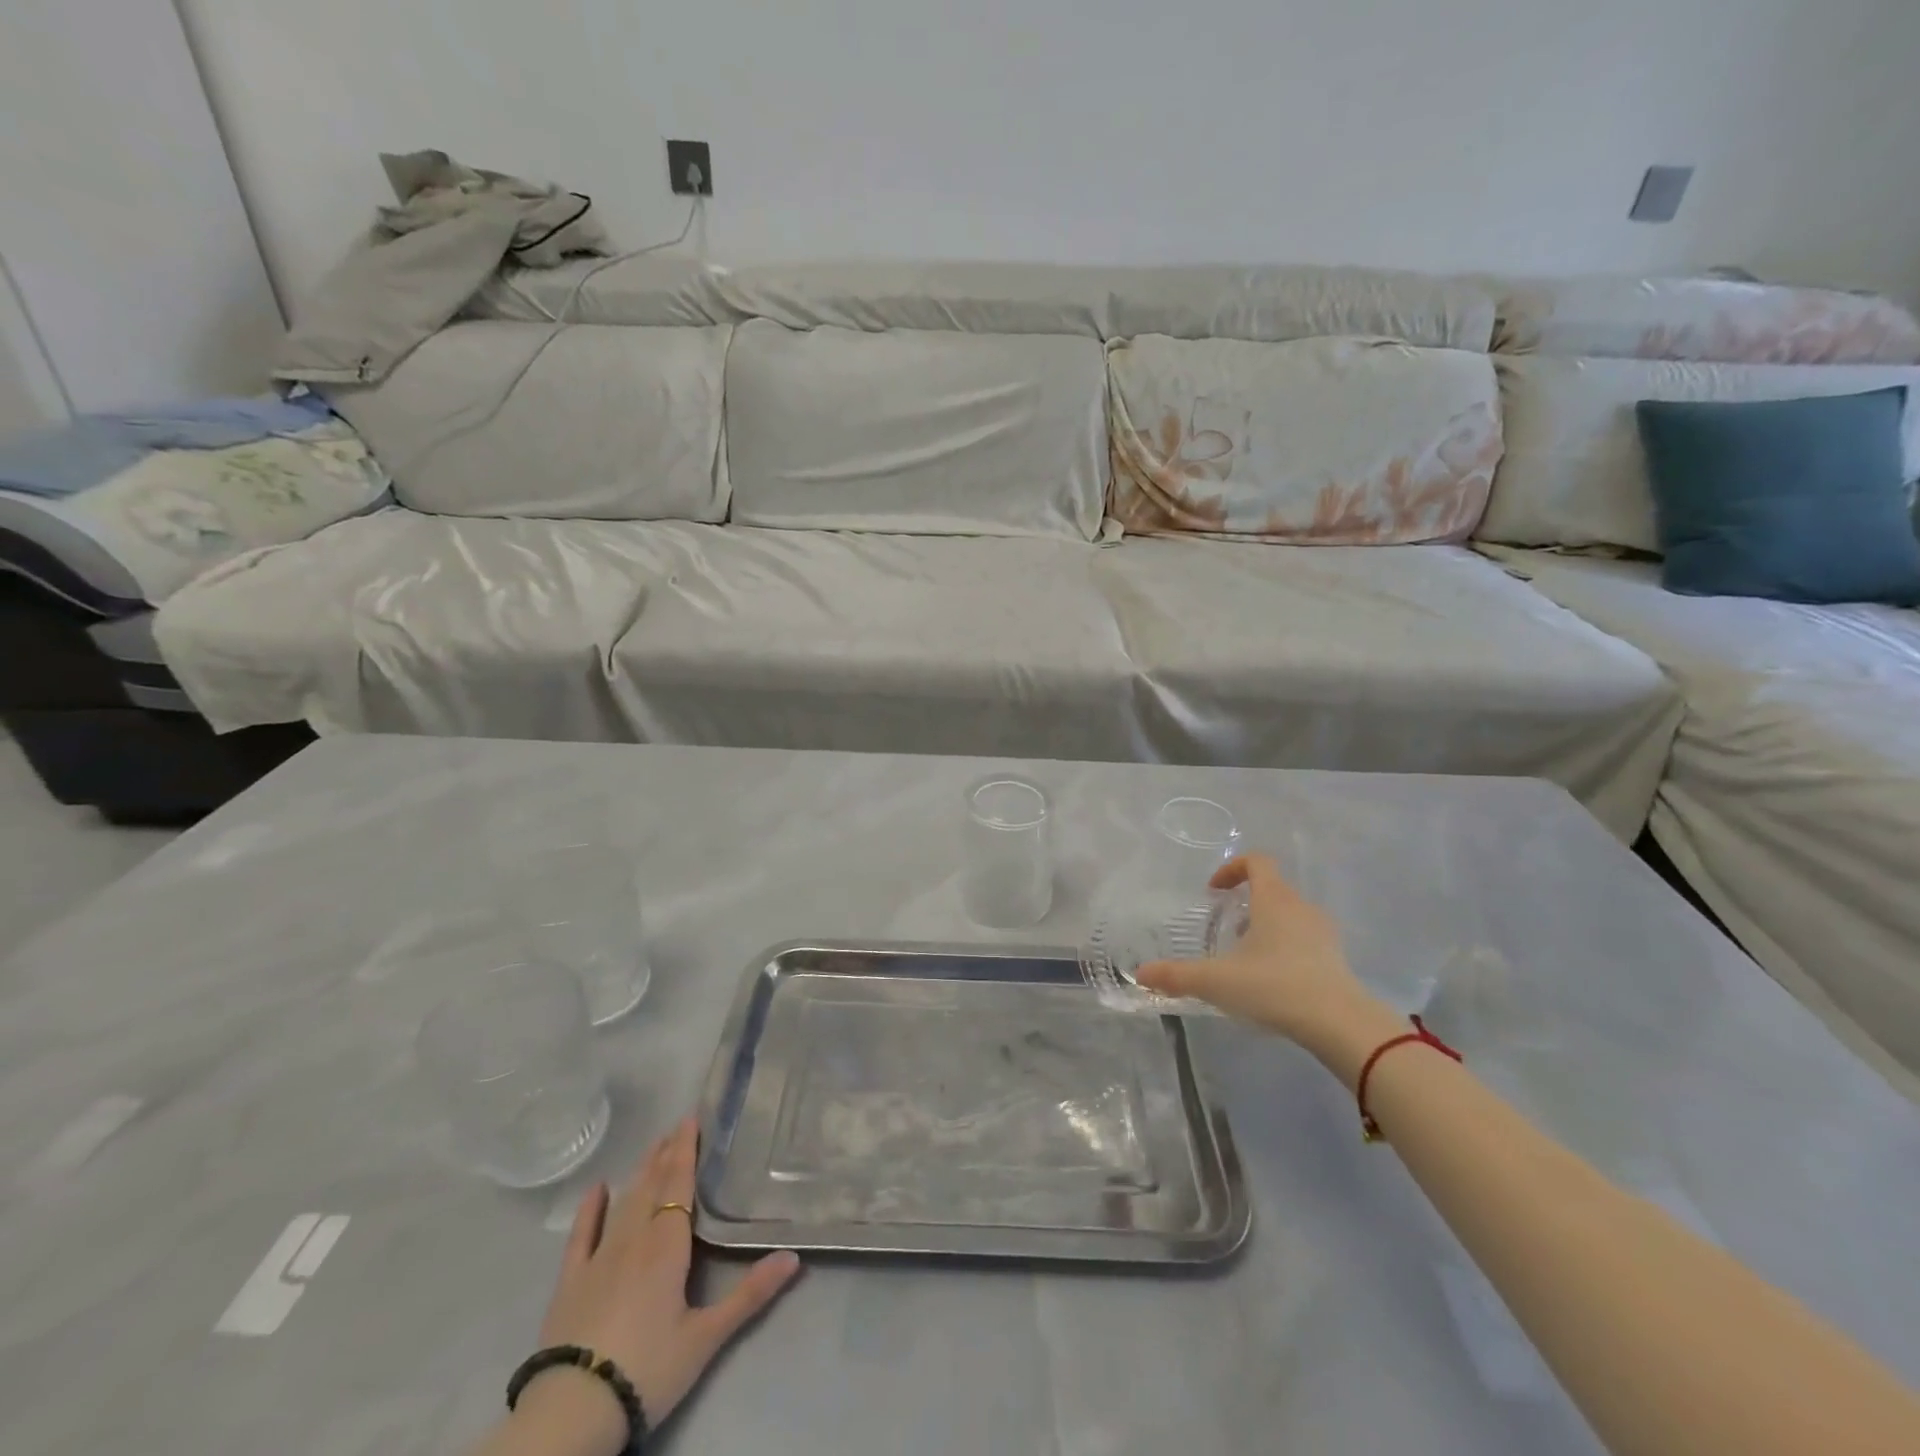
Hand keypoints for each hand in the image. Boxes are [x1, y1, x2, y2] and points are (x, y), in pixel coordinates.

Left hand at [523, 1118, 800, 1453]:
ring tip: (651, 1147)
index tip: (690, 1119)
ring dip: (639, 1173)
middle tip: (675, 1127)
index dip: (686, 1151)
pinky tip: (596, 1189)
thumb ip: (750, 1294)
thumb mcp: (706, 1336)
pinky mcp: (570, 1281)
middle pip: (652, 1186)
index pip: (680, 1185)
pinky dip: (589, 1210)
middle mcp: (634, 1238)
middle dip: (665, 1155)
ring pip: (624, 1202)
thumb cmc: (648, 1368)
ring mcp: (598, 1258)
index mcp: (667, 1246)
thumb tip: (794, 1256)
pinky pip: (582, 1235)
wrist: (574, 1410)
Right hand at [1137, 854, 1387, 1064]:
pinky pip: (1306, 940)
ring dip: (1266, 925)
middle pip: (1273, 888)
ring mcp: (1323, 933)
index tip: (1213, 891)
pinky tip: (1272, 979)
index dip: (1232, 868)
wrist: (1340, 1024)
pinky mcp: (1336, 959)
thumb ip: (1176, 976)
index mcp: (1274, 899)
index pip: (1257, 861)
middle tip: (1224, 927)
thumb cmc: (1274, 987)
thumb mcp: (1216, 981)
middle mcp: (1301, 907)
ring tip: (1246, 956)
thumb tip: (1140, 974)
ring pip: (1290, 915)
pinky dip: (1286, 948)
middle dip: (1246, 902)